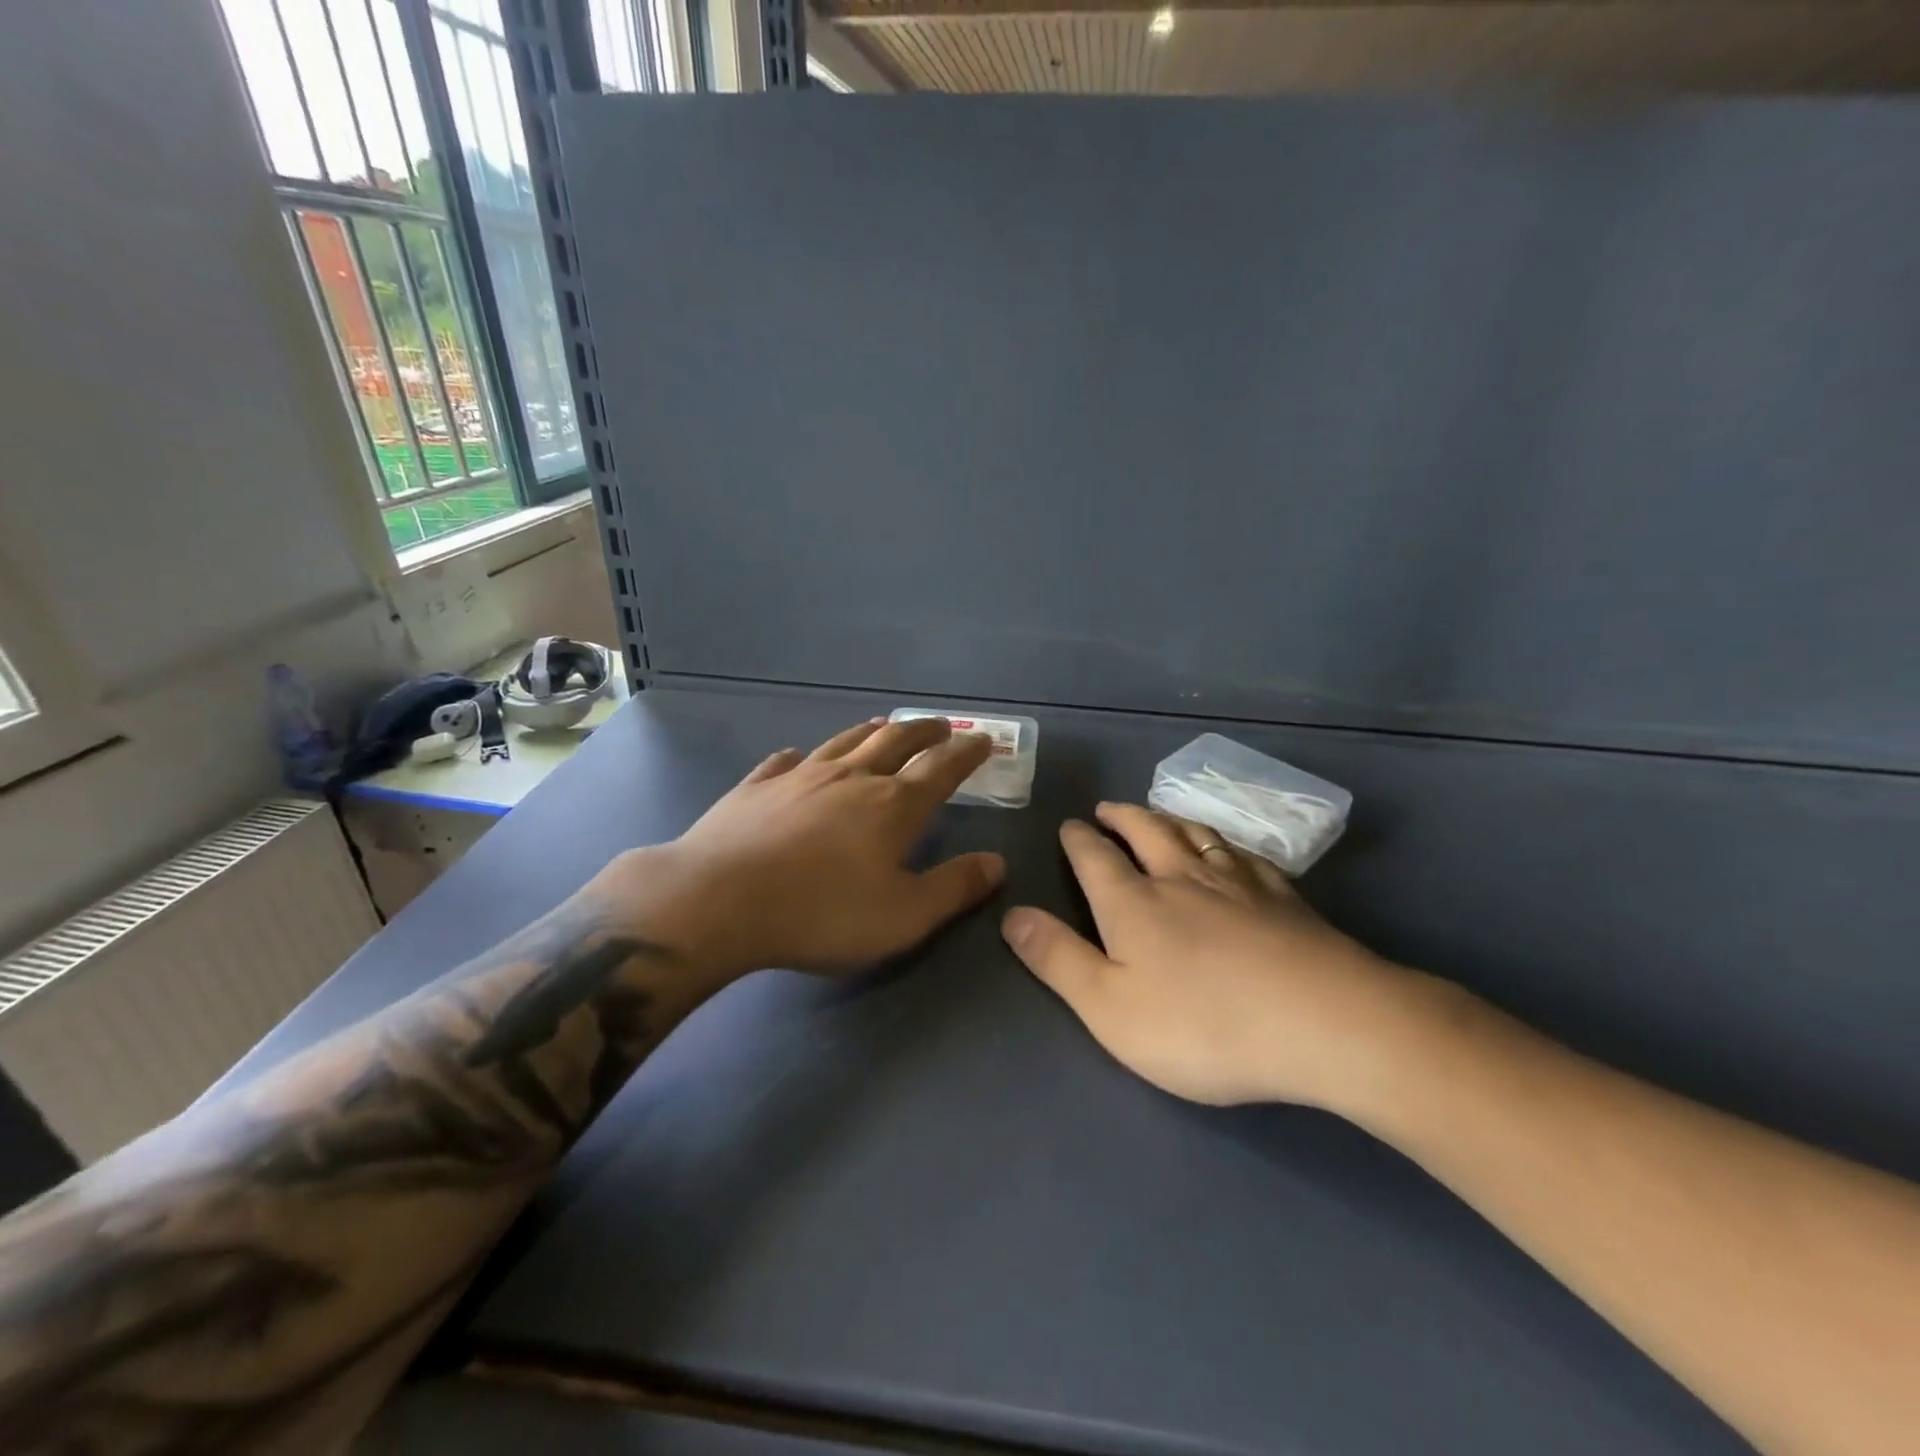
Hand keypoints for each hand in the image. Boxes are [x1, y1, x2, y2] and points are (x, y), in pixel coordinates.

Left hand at [595, 717, 1003, 982]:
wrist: (719, 900)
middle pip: (896, 741)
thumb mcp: (904, 915)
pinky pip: (784, 762)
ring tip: (884, 725)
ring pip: (845, 742)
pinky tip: (797, 757)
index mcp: (893, 805)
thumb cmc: (822, 913)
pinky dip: (801, 757)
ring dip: (871, 732)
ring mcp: (799, 776)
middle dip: (924, 731)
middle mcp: (851, 778)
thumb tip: (997, 863)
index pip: (942, 768)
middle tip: (940, 725)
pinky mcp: (755, 787)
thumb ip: (954, 888)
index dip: (966, 753)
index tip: (983, 740)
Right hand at [1001, 803, 1433, 1109]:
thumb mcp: (1110, 1008)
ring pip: (1197, 835)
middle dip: (1122, 817)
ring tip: (1159, 815)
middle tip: (1108, 808)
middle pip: (1147, 831)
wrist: (1323, 1024)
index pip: (1095, 857)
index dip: (1078, 839)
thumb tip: (1012, 914)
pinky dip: (1226, 844)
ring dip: (1170, 819)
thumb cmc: (1203, 1025)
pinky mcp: (1285, 899)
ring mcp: (1239, 884)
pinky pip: (1246, 856)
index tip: (1070, 824)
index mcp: (1134, 903)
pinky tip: (1232, 851)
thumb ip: (1057, 959)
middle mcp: (1182, 878)